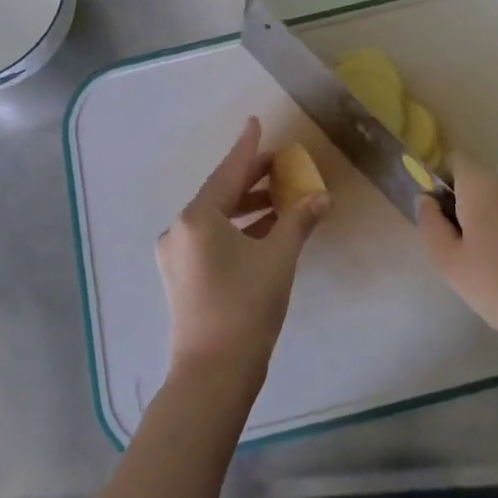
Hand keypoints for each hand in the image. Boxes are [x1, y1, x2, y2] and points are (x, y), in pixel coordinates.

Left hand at [157, 117, 329, 385]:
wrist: (212, 375)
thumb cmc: (246, 307)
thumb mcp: (278, 259)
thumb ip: (298, 222)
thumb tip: (320, 198)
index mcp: (197, 218)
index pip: (228, 171)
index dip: (247, 147)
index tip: (256, 122)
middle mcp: (180, 230)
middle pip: (220, 193)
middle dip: (252, 179)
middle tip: (281, 164)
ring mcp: (177, 256)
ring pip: (216, 218)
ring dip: (247, 207)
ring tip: (281, 198)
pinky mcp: (182, 278)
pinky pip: (212, 239)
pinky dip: (237, 230)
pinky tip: (265, 230)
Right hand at [416, 152, 497, 367]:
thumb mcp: (453, 267)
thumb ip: (431, 227)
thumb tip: (426, 201)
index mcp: (483, 185)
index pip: (453, 161)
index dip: (440, 184)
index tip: (439, 221)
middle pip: (478, 185)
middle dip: (465, 211)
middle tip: (463, 257)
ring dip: (492, 227)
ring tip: (494, 273)